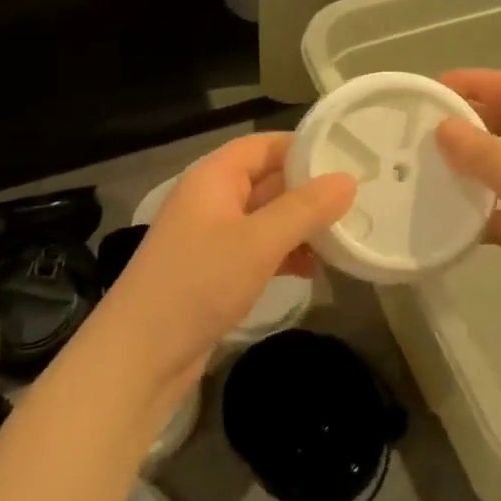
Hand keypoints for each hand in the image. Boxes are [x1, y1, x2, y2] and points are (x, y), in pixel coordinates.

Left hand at [101, 133, 354, 384]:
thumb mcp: (258, 242)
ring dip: (300, 226)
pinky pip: (257, 250)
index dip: (303, 146)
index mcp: (214, 176)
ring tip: (346, 237)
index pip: (264, 145)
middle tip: (360, 199)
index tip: (349, 155)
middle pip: (267, 180)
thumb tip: (348, 180)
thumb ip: (305, 209)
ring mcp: (211, 236)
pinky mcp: (214, 271)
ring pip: (265, 218)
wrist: (140, 355)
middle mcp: (211, 199)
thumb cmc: (198, 283)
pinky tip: (314, 270)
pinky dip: (285, 254)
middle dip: (308, 190)